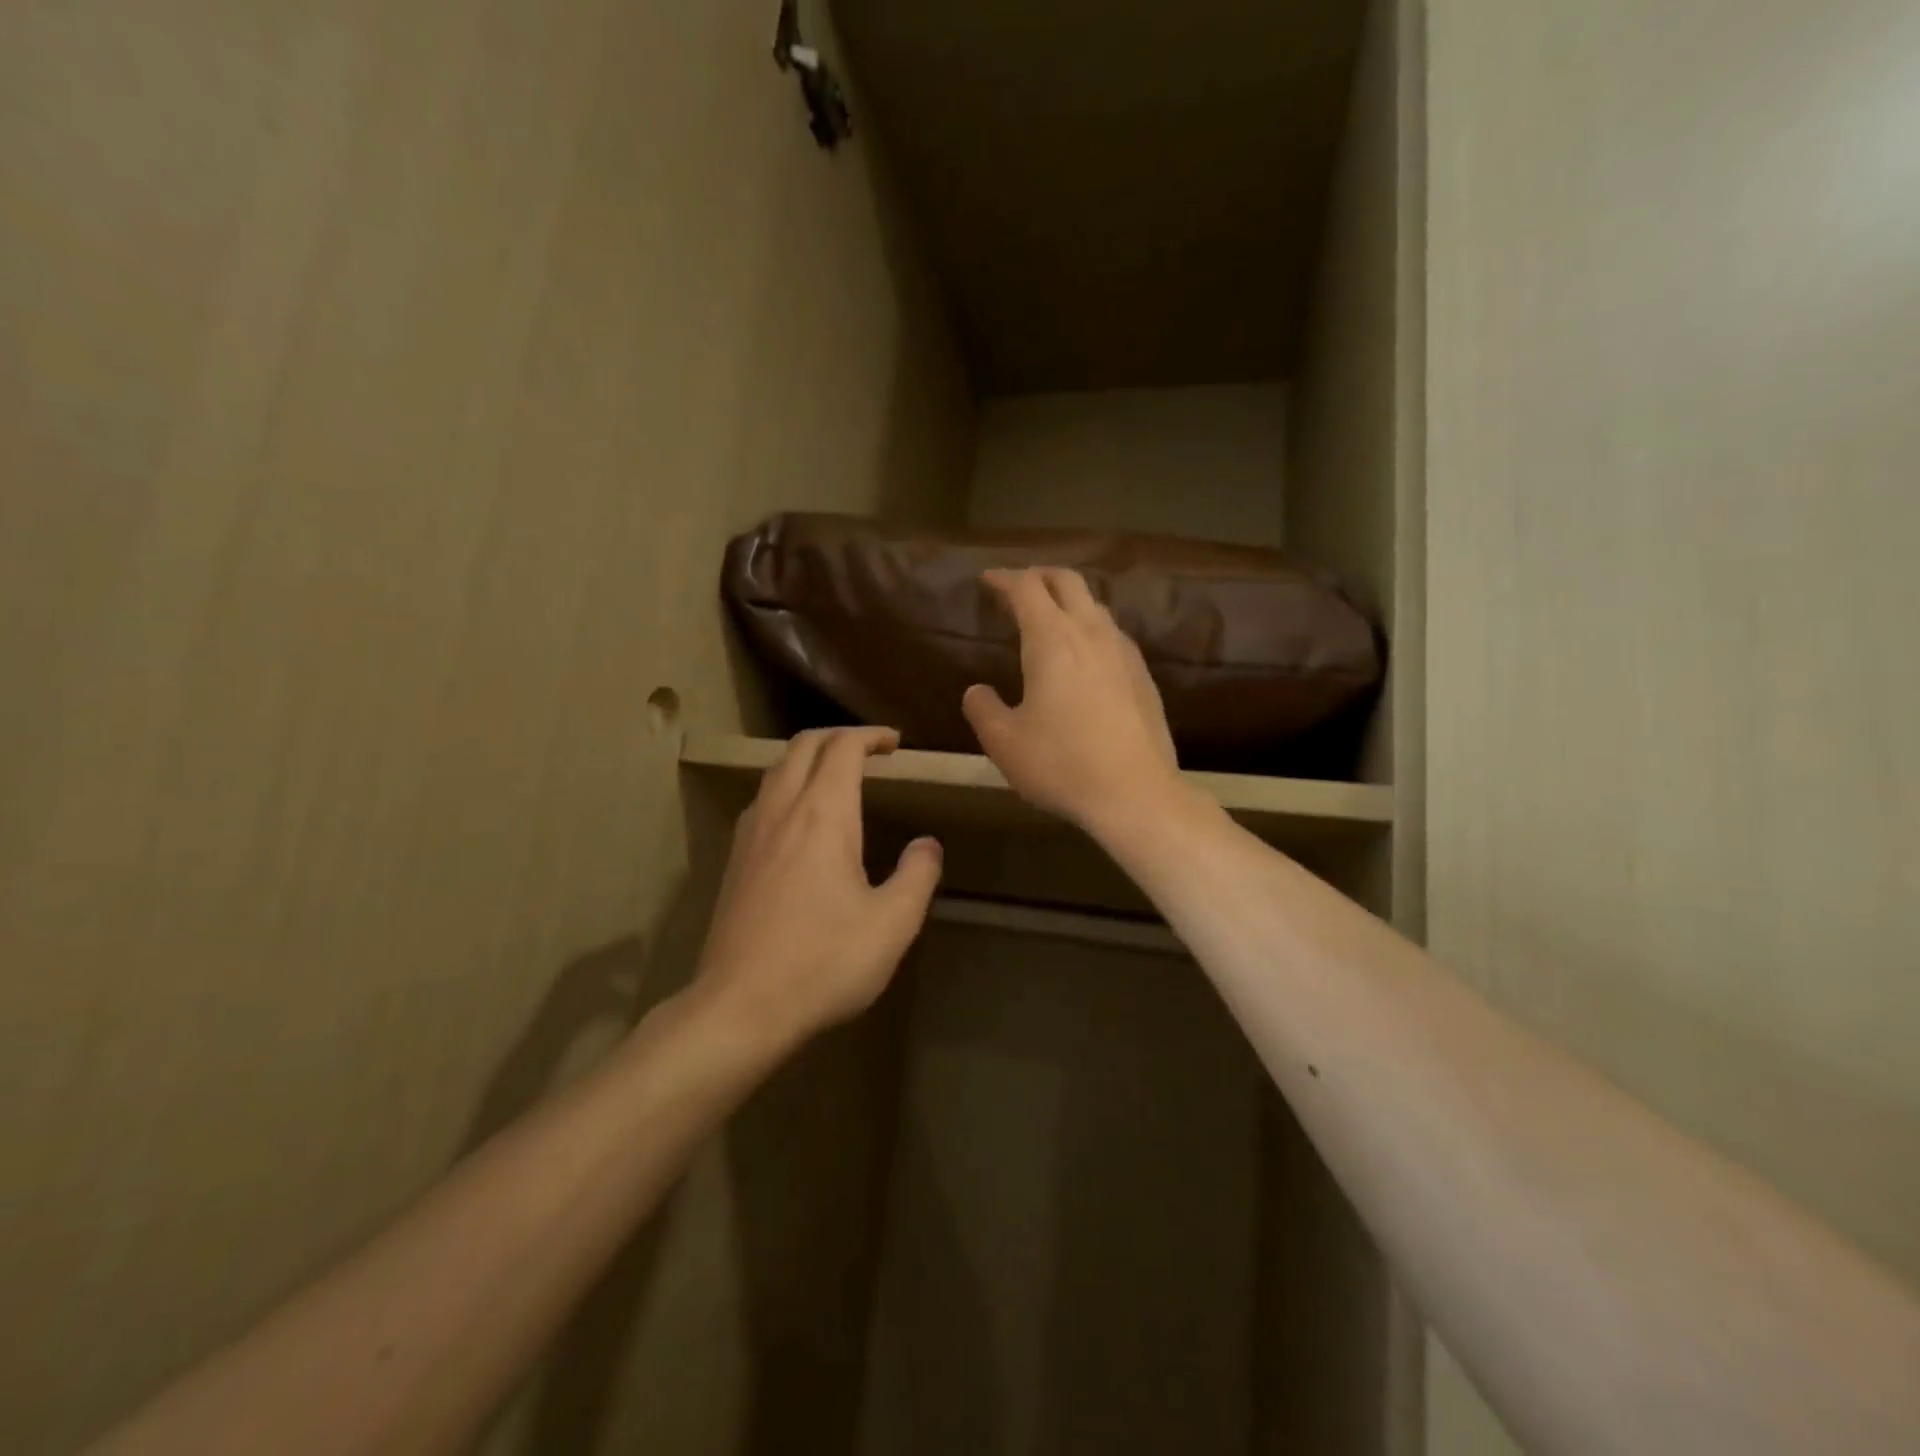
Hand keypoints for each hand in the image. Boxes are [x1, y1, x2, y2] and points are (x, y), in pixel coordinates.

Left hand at [691, 727, 942, 1047]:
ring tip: (837, 775)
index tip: (895, 743)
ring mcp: (751, 834)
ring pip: (777, 769)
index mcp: (823, 815)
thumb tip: (928, 845)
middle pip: (803, 746)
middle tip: (869, 749)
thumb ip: (918, 875)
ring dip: (809, 758)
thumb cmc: (824, 962)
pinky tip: (800, 819)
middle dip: (838, 737)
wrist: (740, 1007)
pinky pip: (762, 799)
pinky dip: (787, 785)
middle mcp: (782, 811)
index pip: (843, 748)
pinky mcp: (735, 860)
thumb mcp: (892, 924)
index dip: (870, 736)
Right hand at [962, 567, 1184, 836]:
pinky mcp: (1143, 675)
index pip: (1026, 588)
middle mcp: (1091, 633)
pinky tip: (1084, 657)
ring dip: (1068, 602)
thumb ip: (982, 709)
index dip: (1003, 579)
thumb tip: (977, 691)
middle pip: (1067, 581)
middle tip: (1017, 589)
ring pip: (1095, 606)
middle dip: (1038, 576)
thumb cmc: (1061, 765)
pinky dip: (1090, 629)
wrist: (1135, 794)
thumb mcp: (1004, 742)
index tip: (987, 580)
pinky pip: (1112, 634)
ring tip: (1049, 620)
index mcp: (1052, 640)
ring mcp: (1123, 652)